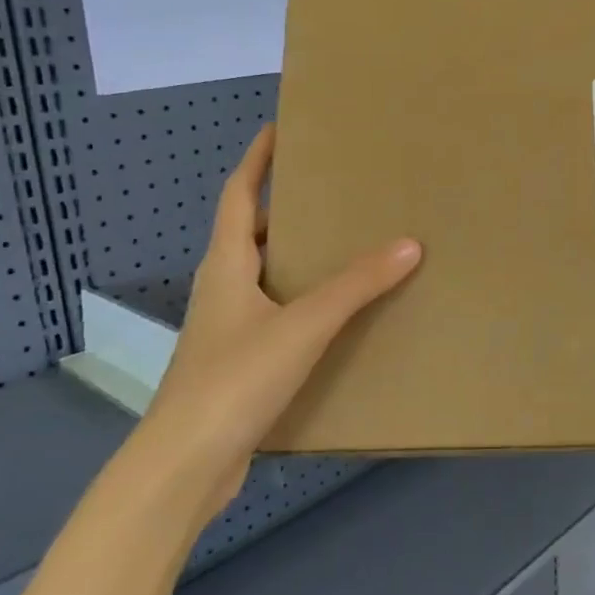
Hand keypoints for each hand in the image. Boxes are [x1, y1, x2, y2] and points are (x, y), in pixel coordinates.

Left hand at [130, 125, 420, 521]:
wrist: (185, 466)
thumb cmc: (236, 380)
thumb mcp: (303, 325)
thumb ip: (356, 285)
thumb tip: (409, 243)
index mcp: (226, 265)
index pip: (239, 195)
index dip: (257, 160)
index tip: (279, 128)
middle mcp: (222, 288)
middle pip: (251, 233)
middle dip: (286, 208)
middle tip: (332, 192)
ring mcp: (226, 328)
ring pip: (263, 276)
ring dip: (296, 257)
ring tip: (343, 246)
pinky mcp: (237, 363)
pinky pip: (273, 313)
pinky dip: (301, 300)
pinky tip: (334, 315)